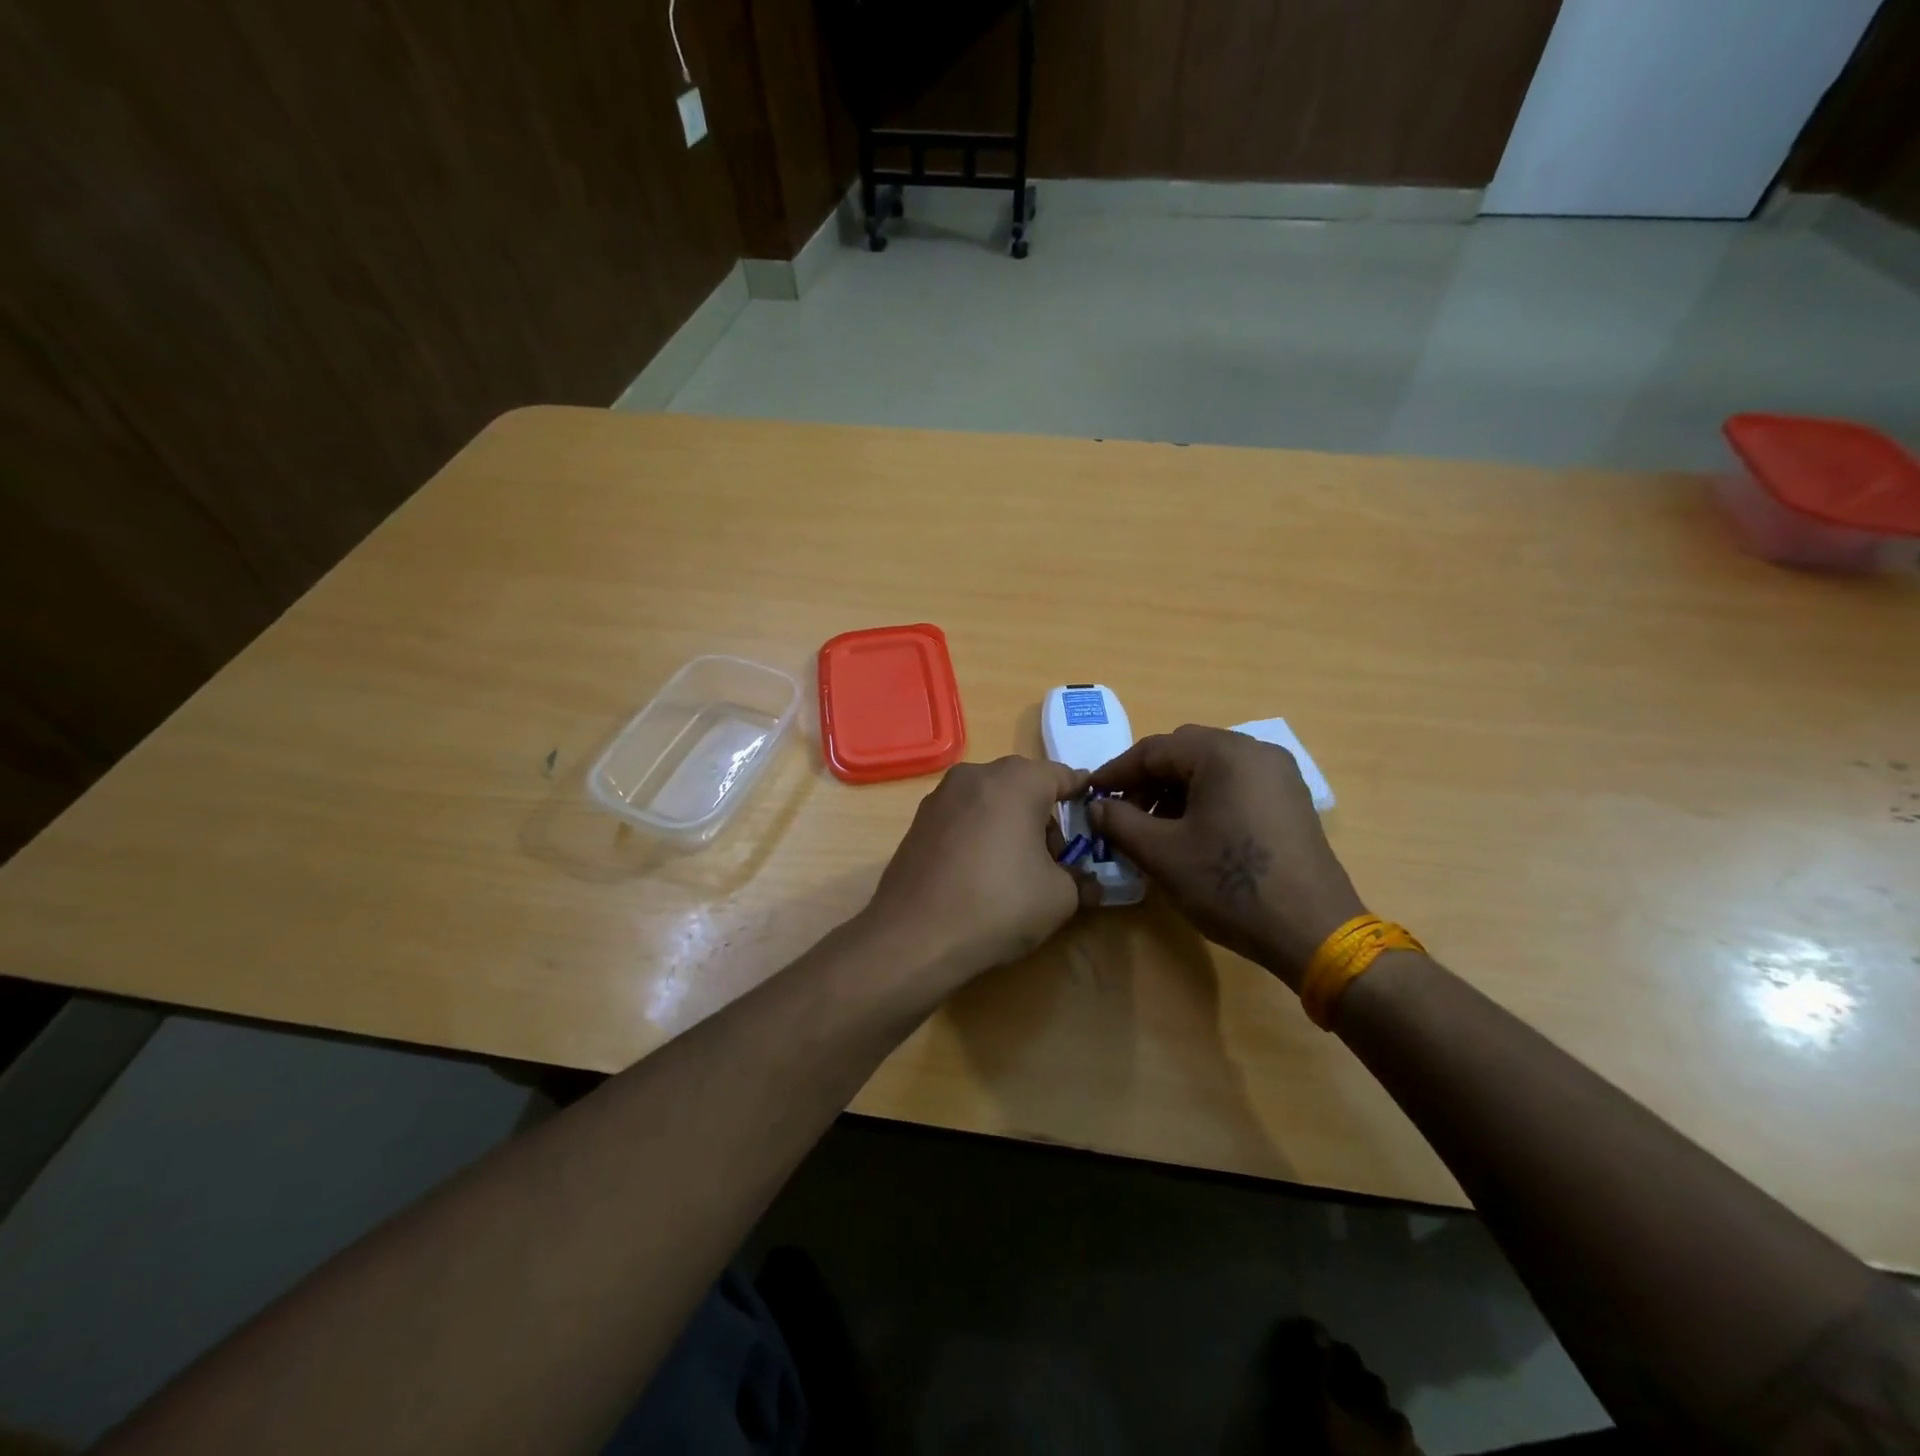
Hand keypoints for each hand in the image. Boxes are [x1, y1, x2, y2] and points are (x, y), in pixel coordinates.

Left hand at [864, 756, 1098, 994]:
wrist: (913, 935)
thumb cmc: (998, 905)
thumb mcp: (1059, 897)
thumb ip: (1080, 878)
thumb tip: (1087, 881)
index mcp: (1016, 780)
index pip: (1062, 775)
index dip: (1082, 796)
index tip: (1094, 816)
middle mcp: (976, 775)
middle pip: (1024, 785)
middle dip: (1044, 815)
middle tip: (1055, 858)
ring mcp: (941, 795)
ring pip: (991, 799)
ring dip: (1010, 823)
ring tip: (1016, 869)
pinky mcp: (919, 820)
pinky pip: (964, 816)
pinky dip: (980, 832)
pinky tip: (980, 872)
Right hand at [1088, 725, 1364, 988]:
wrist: (1314, 931)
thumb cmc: (1231, 885)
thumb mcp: (1162, 854)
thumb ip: (1120, 822)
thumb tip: (1096, 807)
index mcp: (1224, 753)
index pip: (1154, 749)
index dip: (1116, 773)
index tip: (1090, 795)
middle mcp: (1255, 751)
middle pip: (1184, 753)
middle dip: (1146, 781)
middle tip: (1121, 813)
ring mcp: (1279, 775)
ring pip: (1210, 769)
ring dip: (1174, 791)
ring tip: (1152, 828)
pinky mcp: (1290, 800)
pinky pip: (1235, 785)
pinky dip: (1204, 800)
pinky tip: (1190, 834)